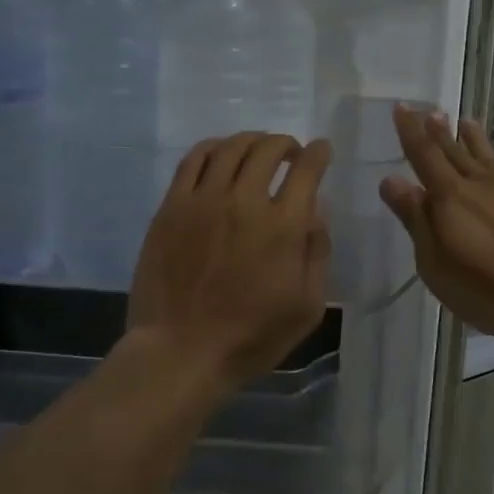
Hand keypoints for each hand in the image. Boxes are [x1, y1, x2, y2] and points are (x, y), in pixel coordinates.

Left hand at [127, 133, 332, 386]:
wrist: (180, 352)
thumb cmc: (250, 337)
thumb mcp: (307, 307)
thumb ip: (317, 252)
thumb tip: (316, 211)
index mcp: (282, 226)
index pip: (307, 169)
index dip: (318, 153)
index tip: (321, 151)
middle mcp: (244, 201)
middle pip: (268, 149)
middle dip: (287, 144)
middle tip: (291, 154)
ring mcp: (203, 200)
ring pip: (230, 147)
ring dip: (251, 141)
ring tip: (258, 150)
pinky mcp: (172, 206)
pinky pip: (193, 160)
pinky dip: (213, 147)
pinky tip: (220, 154)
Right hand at [379, 105, 493, 341]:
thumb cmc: (487, 289)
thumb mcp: (436, 263)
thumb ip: (415, 219)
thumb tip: (391, 179)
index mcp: (451, 197)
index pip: (424, 156)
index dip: (410, 131)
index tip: (402, 106)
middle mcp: (481, 185)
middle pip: (455, 152)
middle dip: (439, 131)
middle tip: (430, 109)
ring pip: (490, 158)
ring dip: (476, 140)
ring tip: (467, 121)